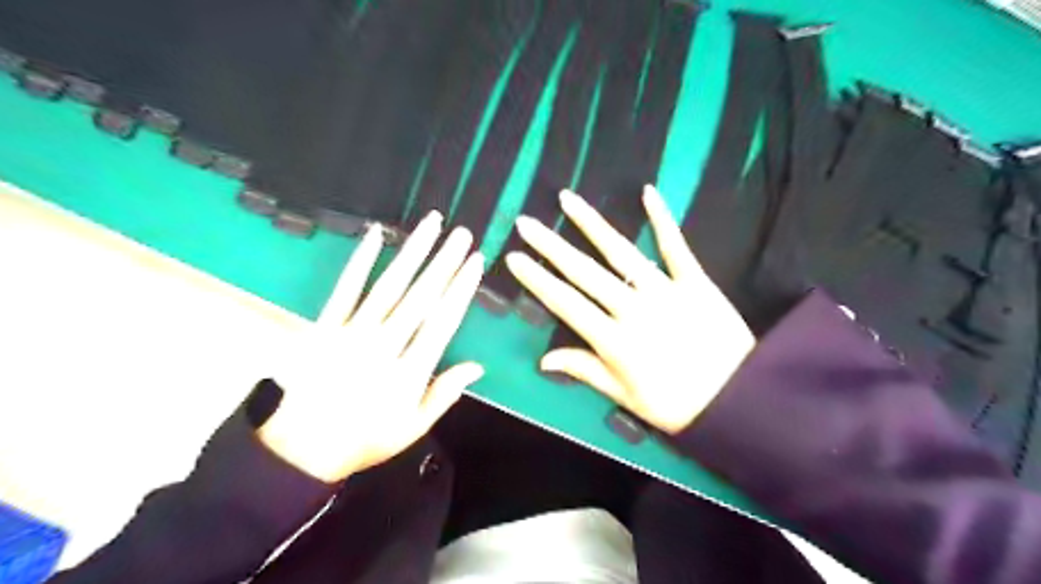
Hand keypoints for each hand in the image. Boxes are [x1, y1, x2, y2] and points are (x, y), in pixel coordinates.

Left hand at [259, 212, 487, 481]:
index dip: (461, 290)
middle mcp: (384, 347)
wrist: (302, 451)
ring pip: (389, 286)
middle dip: (444, 262)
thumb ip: (445, 394)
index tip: (475, 263)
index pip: (442, 322)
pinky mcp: (324, 327)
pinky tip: (374, 234)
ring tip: (432, 224)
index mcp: (409, 373)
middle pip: (420, 298)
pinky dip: (359, 260)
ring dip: (412, 252)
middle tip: (463, 234)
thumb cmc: (366, 438)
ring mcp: (351, 334)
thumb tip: (478, 366)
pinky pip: (345, 289)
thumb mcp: (414, 426)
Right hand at [509, 184, 753, 432]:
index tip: (515, 258)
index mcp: (613, 340)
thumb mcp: (625, 397)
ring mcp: (665, 291)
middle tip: (526, 223)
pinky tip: (647, 192)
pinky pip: (676, 247)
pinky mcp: (695, 282)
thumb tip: (543, 359)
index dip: (538, 279)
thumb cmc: (677, 405)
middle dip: (551, 246)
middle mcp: (633, 309)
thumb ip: (585, 371)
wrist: (739, 399)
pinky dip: (662, 219)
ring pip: (621, 252)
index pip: (565, 303)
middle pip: (584, 272)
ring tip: (567, 200)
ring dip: (591, 224)